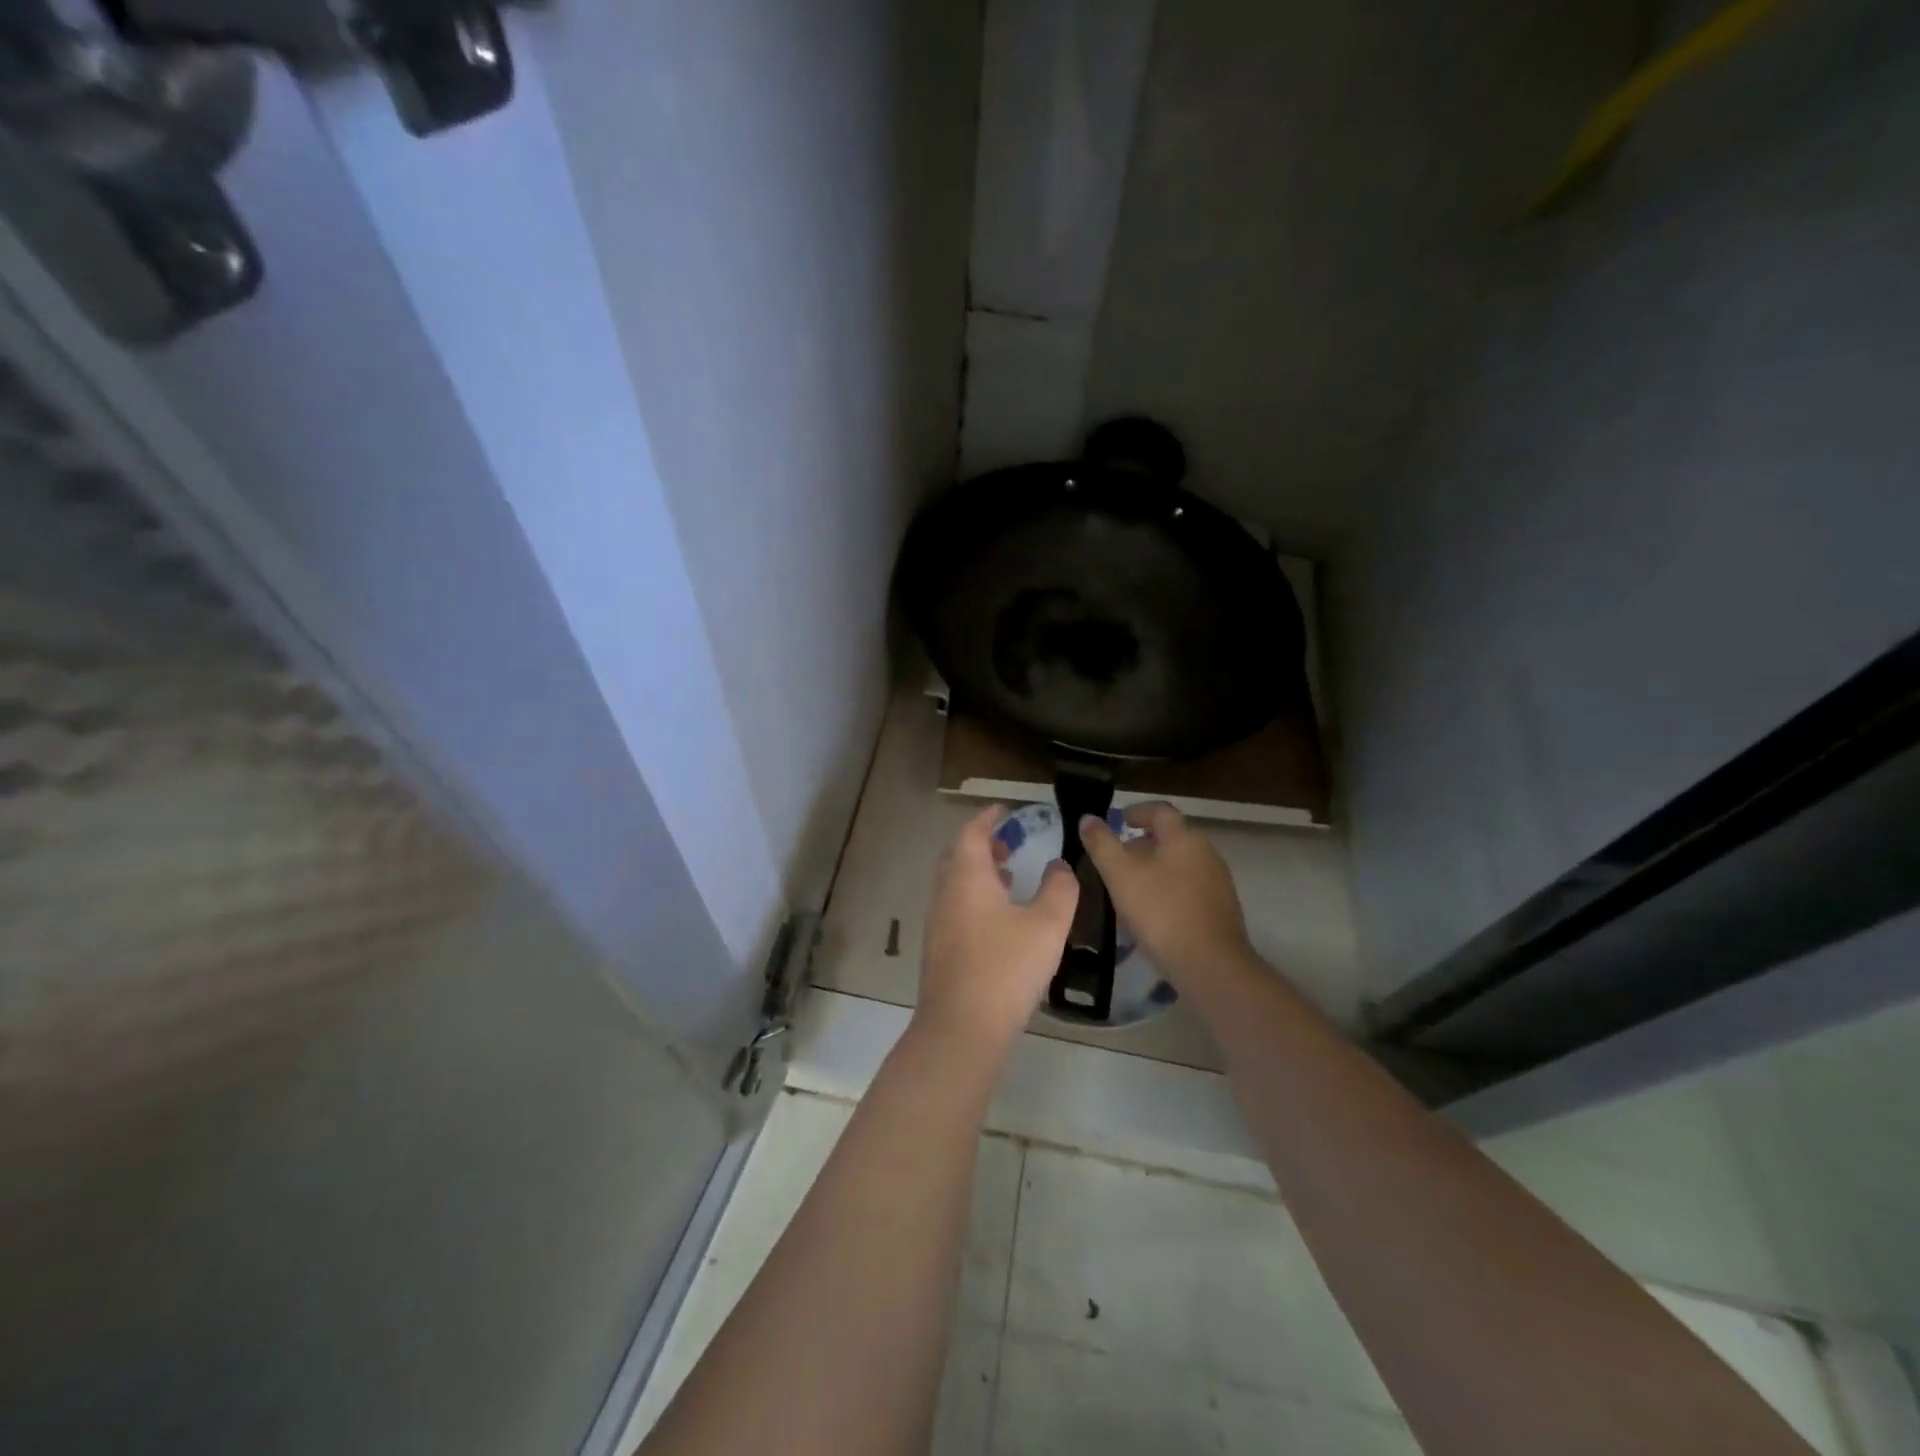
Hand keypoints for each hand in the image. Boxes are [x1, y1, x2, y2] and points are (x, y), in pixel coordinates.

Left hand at [916, 804, 1077, 1051]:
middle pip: (959, 857)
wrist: (962, 1029)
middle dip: (983, 845)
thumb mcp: (1047, 925)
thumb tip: (1060, 866)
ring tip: (1011, 878)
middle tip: (1010, 844)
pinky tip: (1001, 922)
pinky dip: (977, 900)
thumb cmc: (1006, 968)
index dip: (988, 817)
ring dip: (980, 874)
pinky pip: (957, 909)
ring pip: (957, 885)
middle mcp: (945, 894)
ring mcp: (938, 924)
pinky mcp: (940, 951)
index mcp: (966, 877)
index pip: (971, 832)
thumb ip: (1059, 889)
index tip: (1005, 810)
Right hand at [1079, 802, 1251, 985]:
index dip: (1135, 812)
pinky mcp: (1222, 910)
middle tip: (1115, 862)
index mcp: (1183, 837)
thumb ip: (1102, 843)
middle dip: (1141, 845)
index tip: (1116, 823)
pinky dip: (1168, 892)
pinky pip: (1189, 890)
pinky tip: (1152, 916)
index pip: (1159, 810)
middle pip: (1170, 838)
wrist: (1210, 966)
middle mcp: (1206, 852)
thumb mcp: (1120, 875)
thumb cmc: (1160, 912)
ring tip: (1129, 890)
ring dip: (1154, 870)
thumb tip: (1088, 818)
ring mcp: (1218, 882)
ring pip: (1179, 865)